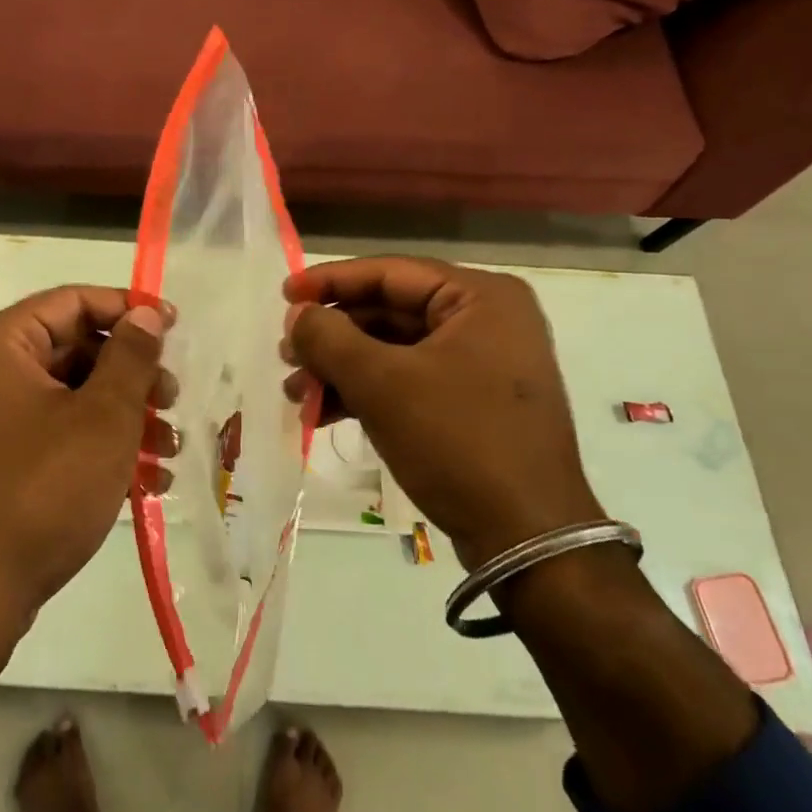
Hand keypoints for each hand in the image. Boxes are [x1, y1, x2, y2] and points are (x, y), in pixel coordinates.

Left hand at [0, 286, 167, 628]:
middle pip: (71, 349)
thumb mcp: (103, 418)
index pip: (71, 301)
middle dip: (131, 376)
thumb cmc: (42, 491)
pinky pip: (48, 432)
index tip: (174, 327)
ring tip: (169, 448)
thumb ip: (131, 355)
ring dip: (122, 417)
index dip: (128, 309)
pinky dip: (93, 445)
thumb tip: (147, 313)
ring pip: (66, 396)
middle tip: (173, 400)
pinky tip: (144, 480)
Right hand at [282, 257, 603, 567]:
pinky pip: (408, 379)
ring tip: (295, 391)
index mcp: (480, 297)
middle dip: (332, 336)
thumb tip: (297, 314)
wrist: (527, 539)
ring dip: (341, 368)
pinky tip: (322, 412)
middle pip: (389, 311)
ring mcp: (482, 363)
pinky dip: (366, 392)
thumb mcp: (383, 384)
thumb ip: (330, 338)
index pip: (390, 273)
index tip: (284, 295)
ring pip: (393, 349)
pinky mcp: (472, 402)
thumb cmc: (458, 441)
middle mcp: (486, 320)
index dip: (330, 282)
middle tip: (286, 354)